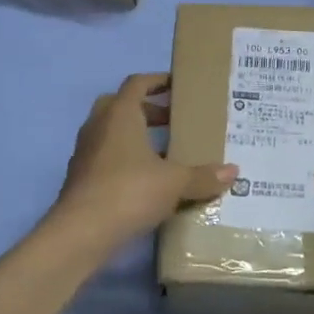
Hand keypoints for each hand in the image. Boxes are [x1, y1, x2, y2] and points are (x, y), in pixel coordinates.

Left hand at [49, 73, 235, 250]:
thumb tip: (233, 171)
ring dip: (135, 136)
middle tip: (173, 121)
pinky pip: (105, 157)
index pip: (137, 83)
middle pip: (121, 105)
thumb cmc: (130, 192)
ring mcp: (85, 152)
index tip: (177, 86)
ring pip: (111, 132)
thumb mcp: (174, 183)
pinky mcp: (80, 177)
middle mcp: (99, 126)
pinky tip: (145, 181)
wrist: (81, 232)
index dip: (157, 81)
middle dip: (147, 110)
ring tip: (164, 153)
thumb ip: (202, 175)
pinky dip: (124, 160)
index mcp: (120, 114)